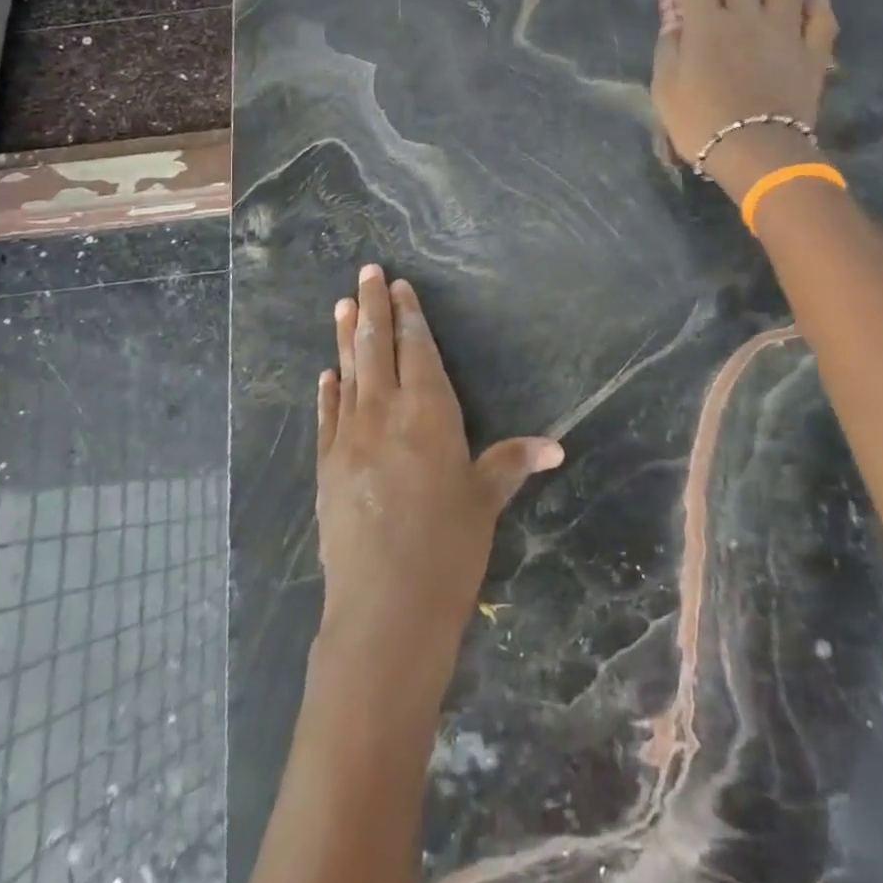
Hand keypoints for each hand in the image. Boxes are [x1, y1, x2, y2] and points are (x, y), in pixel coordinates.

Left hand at [315, 265, 563, 657]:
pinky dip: (327, 391)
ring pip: (348, 374)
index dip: (408, 314)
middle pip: (375, 348)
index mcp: (429, 412)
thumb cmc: (448, 548)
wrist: (384, 609)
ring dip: (344, 337)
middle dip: (371, 307)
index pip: (417, 348)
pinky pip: (327, 417)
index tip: (397, 285)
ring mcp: (349, 438)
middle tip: (364, 272)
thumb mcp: (485, 500)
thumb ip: (511, 462)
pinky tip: (326, 375)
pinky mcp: (326, 468)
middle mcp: (385, 413)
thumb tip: (556, 445)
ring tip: (340, 305)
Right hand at [651, 0, 839, 199]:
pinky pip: (819, 24)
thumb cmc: (702, 124)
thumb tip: (676, 26)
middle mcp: (746, 18)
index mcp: (706, 26)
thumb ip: (669, 52)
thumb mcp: (666, 91)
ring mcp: (783, 34)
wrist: (757, 151)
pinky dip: (818, 7)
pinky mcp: (810, 55)